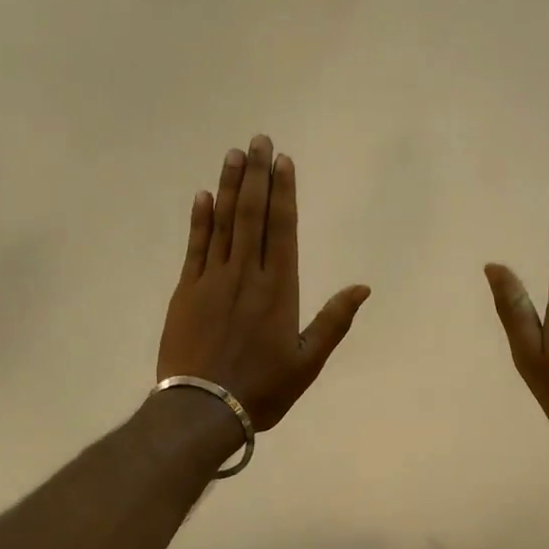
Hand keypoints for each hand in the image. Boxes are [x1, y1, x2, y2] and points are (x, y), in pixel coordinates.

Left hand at [157, 135, 369, 430]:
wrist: (203, 409)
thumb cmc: (262, 389)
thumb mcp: (308, 362)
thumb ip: (334, 321)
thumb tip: (362, 287)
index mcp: (278, 289)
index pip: (282, 229)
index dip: (283, 192)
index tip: (283, 161)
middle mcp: (246, 274)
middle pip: (253, 215)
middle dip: (257, 176)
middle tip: (258, 140)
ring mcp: (212, 280)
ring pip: (223, 223)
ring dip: (230, 187)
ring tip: (234, 154)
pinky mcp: (186, 291)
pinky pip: (195, 247)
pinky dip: (200, 220)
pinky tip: (203, 196)